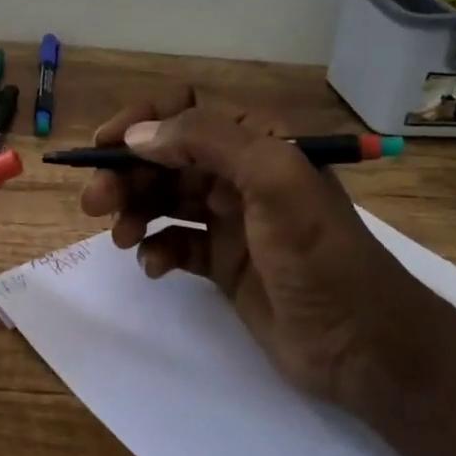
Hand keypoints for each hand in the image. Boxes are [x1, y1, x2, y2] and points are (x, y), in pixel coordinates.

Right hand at [79, 85, 423, 407]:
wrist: (361, 344)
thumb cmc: (319, 254)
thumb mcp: (273, 180)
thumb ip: (207, 142)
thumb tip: (137, 136)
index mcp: (257, 142)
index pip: (186, 110)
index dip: (141, 121)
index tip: (103, 146)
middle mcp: (240, 174)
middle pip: (166, 157)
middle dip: (126, 174)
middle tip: (93, 203)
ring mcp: (231, 220)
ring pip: (164, 199)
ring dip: (134, 211)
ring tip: (121, 237)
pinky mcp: (223, 262)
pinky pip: (176, 243)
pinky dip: (158, 250)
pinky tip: (155, 267)